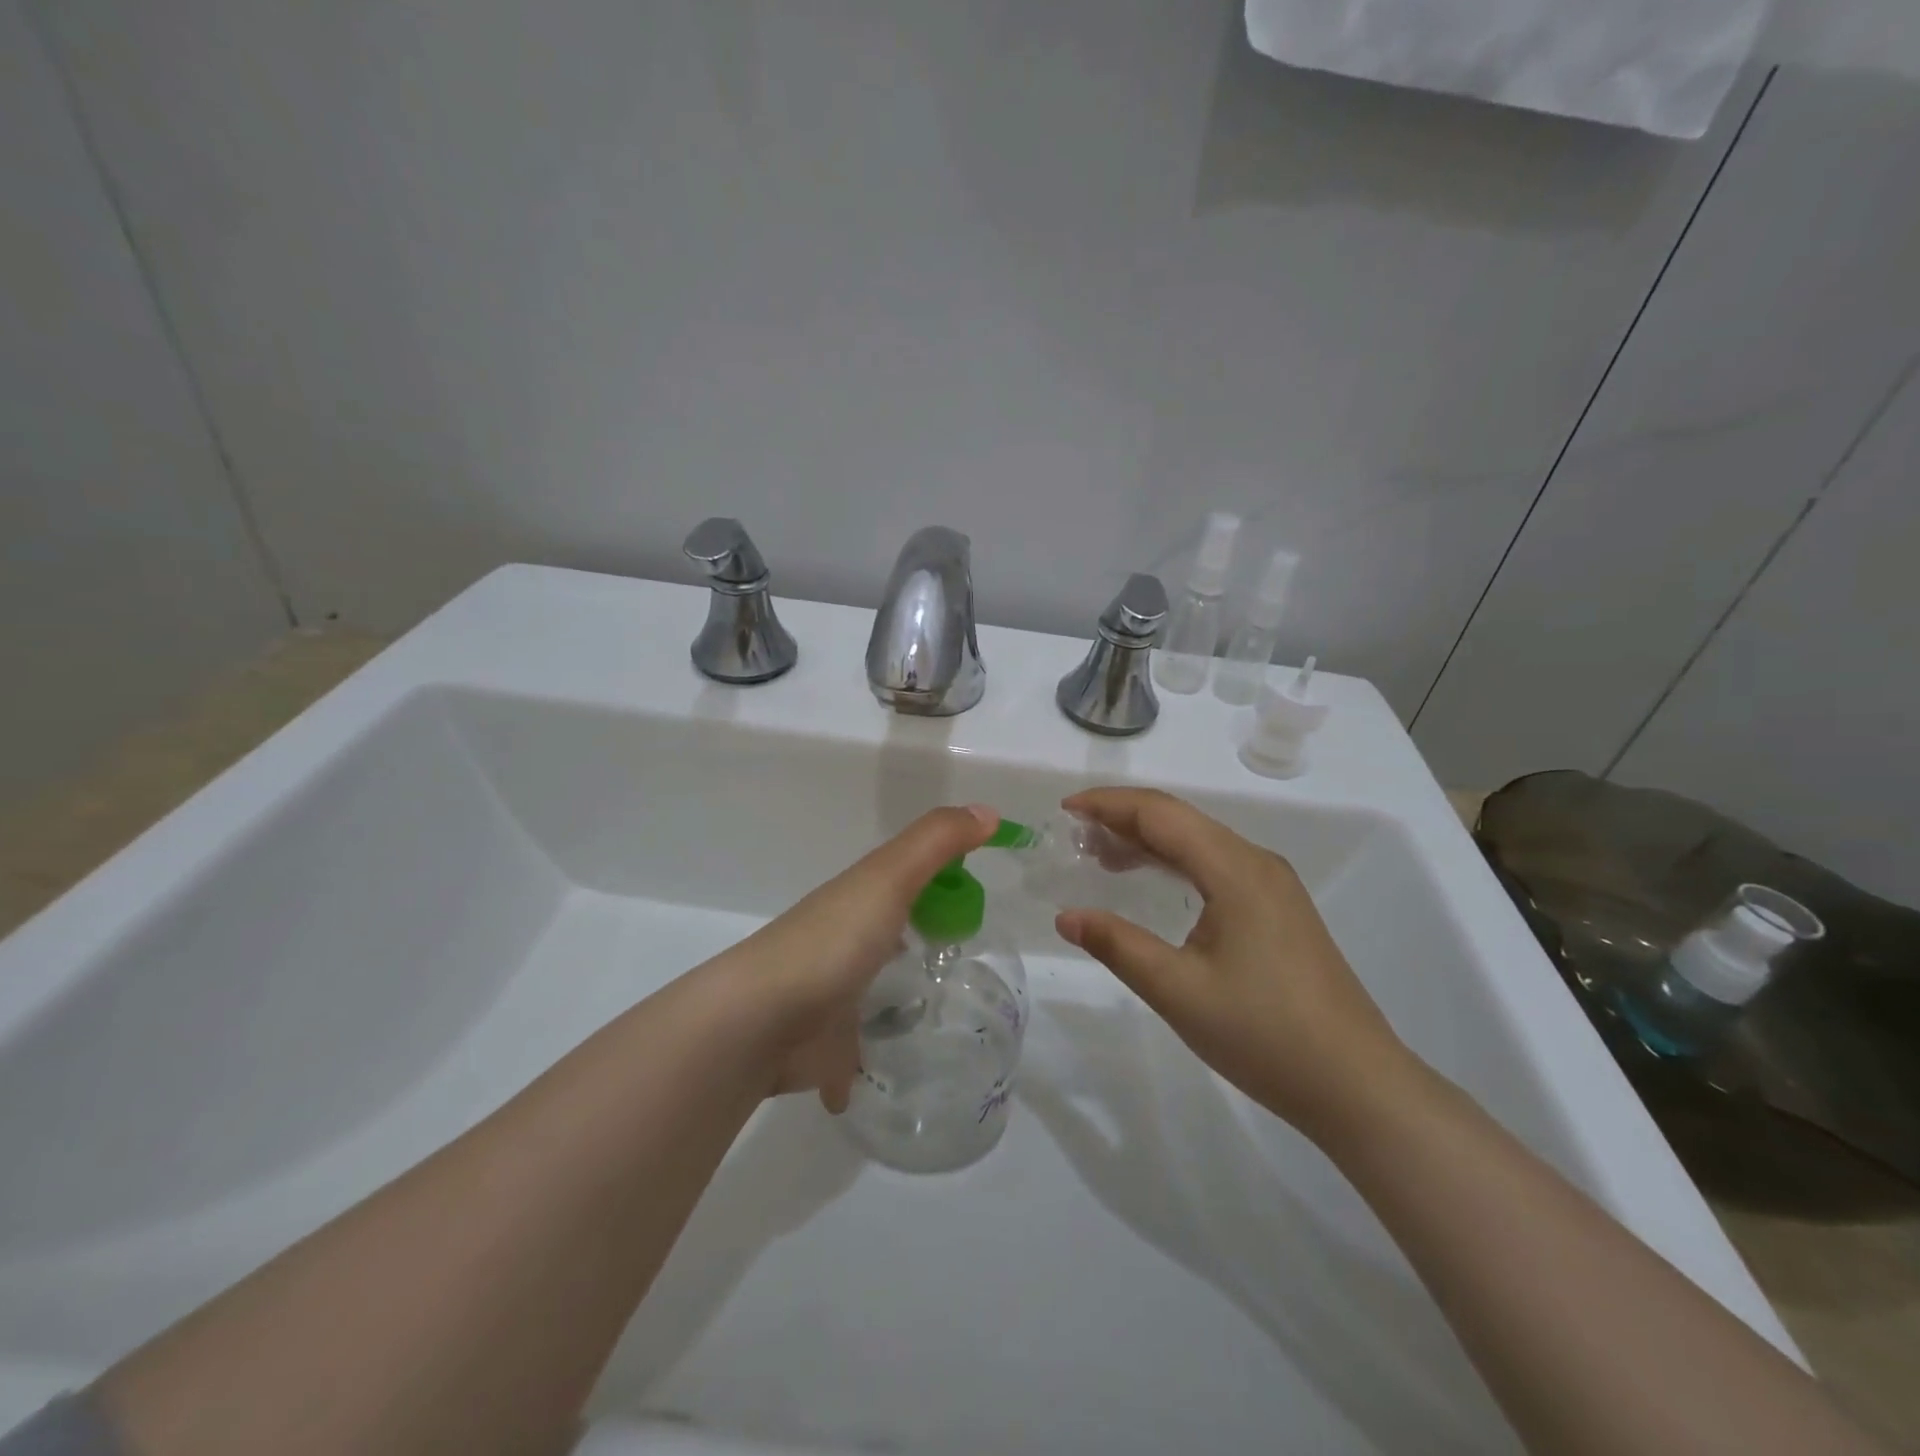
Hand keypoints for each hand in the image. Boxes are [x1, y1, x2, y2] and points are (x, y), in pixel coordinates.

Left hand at [705, 804, 997, 1111]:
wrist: (761, 1021)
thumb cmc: (833, 941)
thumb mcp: (889, 877)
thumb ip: (937, 842)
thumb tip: (987, 810)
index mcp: (858, 902)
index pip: (904, 883)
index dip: (938, 885)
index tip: (977, 903)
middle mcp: (843, 945)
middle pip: (888, 937)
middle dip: (918, 944)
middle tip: (970, 964)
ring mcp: (831, 999)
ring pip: (871, 995)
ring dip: (896, 1004)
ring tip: (951, 1024)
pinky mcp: (825, 1050)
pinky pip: (854, 1059)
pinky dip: (865, 1068)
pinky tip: (893, 1080)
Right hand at [1053, 787, 1417, 1142]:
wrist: (1356, 1085)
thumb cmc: (1263, 1034)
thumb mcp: (1177, 990)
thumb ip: (1117, 945)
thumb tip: (1067, 916)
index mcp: (1235, 870)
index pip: (1161, 814)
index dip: (1109, 804)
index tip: (1065, 810)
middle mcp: (1256, 863)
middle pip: (1181, 821)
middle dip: (1124, 819)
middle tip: (1075, 837)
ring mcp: (1273, 887)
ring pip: (1200, 843)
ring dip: (1149, 841)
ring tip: (1101, 856)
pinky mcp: (1279, 911)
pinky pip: (1216, 866)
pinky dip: (1175, 864)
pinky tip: (1154, 883)